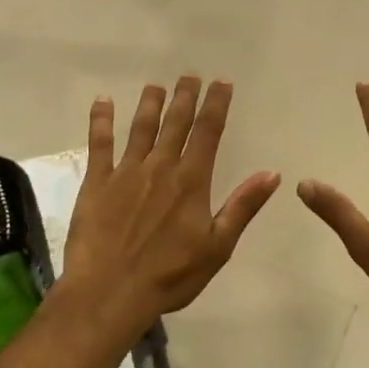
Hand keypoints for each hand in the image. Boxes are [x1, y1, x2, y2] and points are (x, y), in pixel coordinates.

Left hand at [62, 77, 279, 328]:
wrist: (111, 292)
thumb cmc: (171, 276)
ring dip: (150, 104)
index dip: (216, 105)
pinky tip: (103, 101)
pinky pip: (99, 144)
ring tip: (156, 85)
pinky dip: (101, 120)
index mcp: (192, 181)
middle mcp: (160, 167)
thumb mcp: (218, 247)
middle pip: (176, 123)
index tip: (222, 83)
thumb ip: (242, 206)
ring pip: (140, 128)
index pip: (208, 132)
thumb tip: (272, 173)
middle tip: (190, 75)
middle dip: (185, 97)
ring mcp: (125, 172)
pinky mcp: (96, 183)